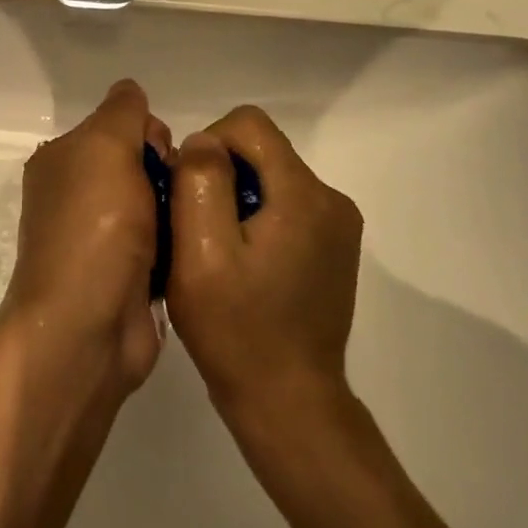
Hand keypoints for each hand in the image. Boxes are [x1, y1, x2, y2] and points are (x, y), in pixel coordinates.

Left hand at [2, 79, 172, 395]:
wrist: (87, 328)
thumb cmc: (94, 227)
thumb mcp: (105, 146)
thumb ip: (122, 111)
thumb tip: (131, 92)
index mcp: (62, 161)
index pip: (118, 124)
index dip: (148, 133)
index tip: (164, 155)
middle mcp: (75, 195)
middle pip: (140, 163)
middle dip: (168, 171)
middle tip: (179, 194)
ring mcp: (99, 239)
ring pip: (155, 203)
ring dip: (177, 209)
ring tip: (192, 223)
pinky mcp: (125, 276)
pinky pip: (163, 243)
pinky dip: (178, 243)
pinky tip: (192, 250)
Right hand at [166, 106, 363, 436]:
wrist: (289, 404)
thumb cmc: (238, 330)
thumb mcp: (201, 253)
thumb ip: (200, 181)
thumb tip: (204, 142)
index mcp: (303, 193)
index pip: (248, 123)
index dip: (209, 145)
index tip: (190, 193)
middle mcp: (330, 199)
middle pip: (261, 150)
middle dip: (221, 175)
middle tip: (196, 230)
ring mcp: (337, 226)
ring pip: (270, 178)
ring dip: (236, 199)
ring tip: (217, 252)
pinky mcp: (333, 248)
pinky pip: (285, 206)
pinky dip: (255, 220)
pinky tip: (241, 266)